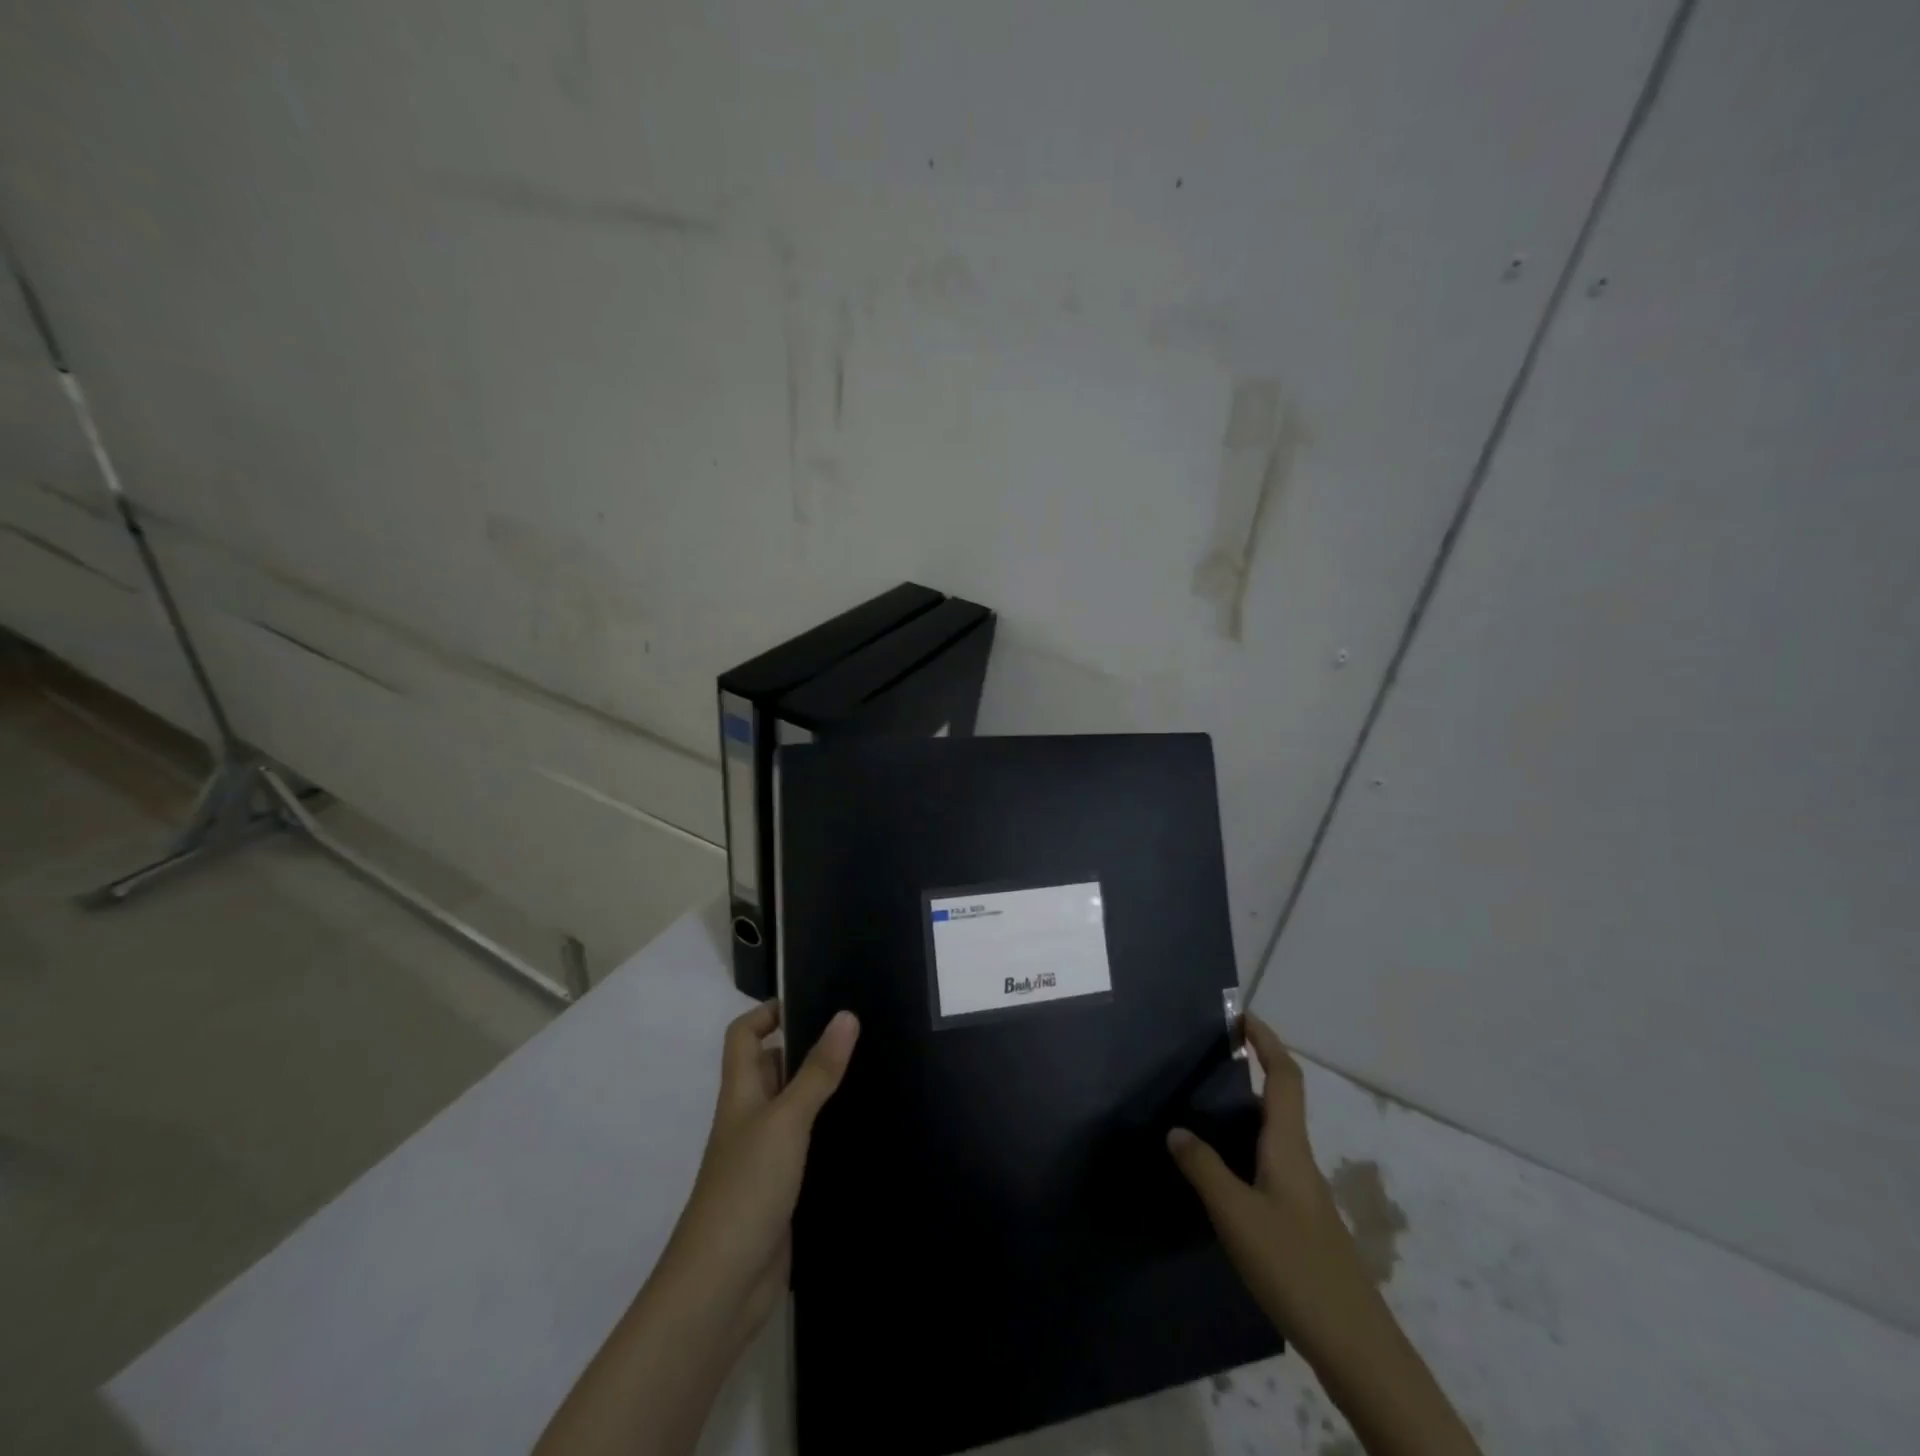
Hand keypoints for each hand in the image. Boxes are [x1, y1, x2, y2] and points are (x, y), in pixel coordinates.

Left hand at [651, 1002, 860, 1350]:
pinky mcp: (782, 1191)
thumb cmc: (746, 1189)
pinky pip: (807, 1148)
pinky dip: (829, 1135)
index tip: (814, 1002)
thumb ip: (818, 1071)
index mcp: (740, 1093)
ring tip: (873, 1073)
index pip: (744, 1035)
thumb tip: (846, 1015)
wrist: (721, 1287)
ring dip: (823, 1092)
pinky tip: (864, 1132)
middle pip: (772, 1068)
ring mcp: (764, 1157)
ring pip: (794, 1109)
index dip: (769, 1012)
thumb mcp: (786, 1120)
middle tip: (860, 1035)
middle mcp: (749, 1119)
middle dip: (808, 1049)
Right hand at [1166, 1014, 1366, 1353]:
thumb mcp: (1236, 1215)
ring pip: (1271, 1134)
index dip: (1266, 1041)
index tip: (1241, 1015)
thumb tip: (1176, 1129)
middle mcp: (1298, 1159)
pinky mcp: (1299, 1220)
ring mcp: (1302, 1191)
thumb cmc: (1295, 1267)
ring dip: (1242, 1112)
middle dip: (1249, 1070)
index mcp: (1288, 1146)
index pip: (1284, 1076)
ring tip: (1199, 1109)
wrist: (1355, 1346)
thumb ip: (1203, 1168)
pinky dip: (1242, 1149)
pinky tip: (1217, 1173)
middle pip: (1278, 1100)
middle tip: (1203, 1061)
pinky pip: (1267, 1163)